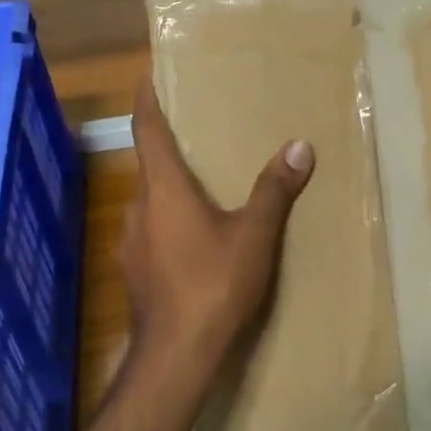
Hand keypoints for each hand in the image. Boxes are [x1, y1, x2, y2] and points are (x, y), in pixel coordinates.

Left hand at [123, 74, 314, 381]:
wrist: (177, 355)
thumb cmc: (214, 284)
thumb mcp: (254, 235)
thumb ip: (274, 190)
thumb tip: (299, 146)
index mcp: (164, 190)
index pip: (148, 131)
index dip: (148, 100)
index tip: (148, 75)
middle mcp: (139, 209)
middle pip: (150, 167)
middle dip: (169, 150)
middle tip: (198, 138)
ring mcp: (131, 244)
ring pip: (151, 204)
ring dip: (170, 192)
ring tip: (203, 191)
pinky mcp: (135, 273)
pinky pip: (152, 234)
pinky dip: (169, 225)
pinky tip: (194, 242)